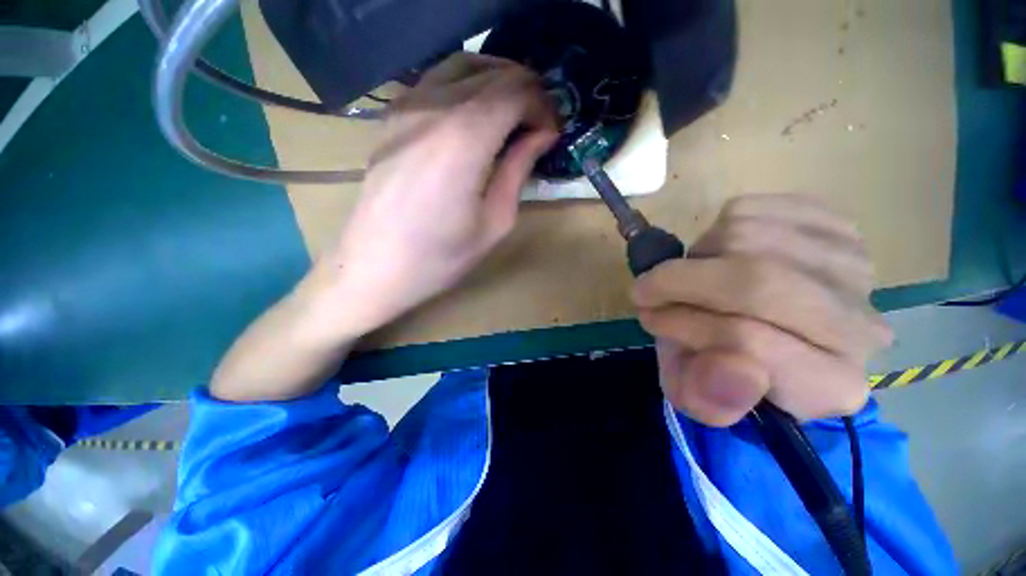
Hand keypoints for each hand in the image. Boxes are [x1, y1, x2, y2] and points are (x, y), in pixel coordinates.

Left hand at [210, 54, 556, 401]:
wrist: (375, 268)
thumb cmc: (440, 257)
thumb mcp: (494, 222)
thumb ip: (518, 169)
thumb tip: (541, 134)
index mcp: (464, 138)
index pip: (517, 90)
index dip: (543, 107)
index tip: (551, 135)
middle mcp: (433, 107)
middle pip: (494, 72)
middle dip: (527, 93)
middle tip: (538, 126)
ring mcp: (406, 105)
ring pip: (464, 65)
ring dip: (498, 83)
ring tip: (514, 116)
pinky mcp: (392, 115)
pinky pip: (437, 79)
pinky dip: (468, 86)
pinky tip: (477, 115)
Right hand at [632, 194, 892, 425]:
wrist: (762, 327)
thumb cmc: (724, 365)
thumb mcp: (701, 394)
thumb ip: (707, 398)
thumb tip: (732, 367)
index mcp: (828, 385)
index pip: (749, 342)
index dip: (684, 326)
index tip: (651, 318)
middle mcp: (859, 326)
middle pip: (756, 282)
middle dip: (682, 282)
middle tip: (651, 289)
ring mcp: (853, 267)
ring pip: (747, 237)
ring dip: (697, 257)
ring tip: (693, 277)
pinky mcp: (835, 224)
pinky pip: (753, 208)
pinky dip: (717, 228)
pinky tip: (721, 254)